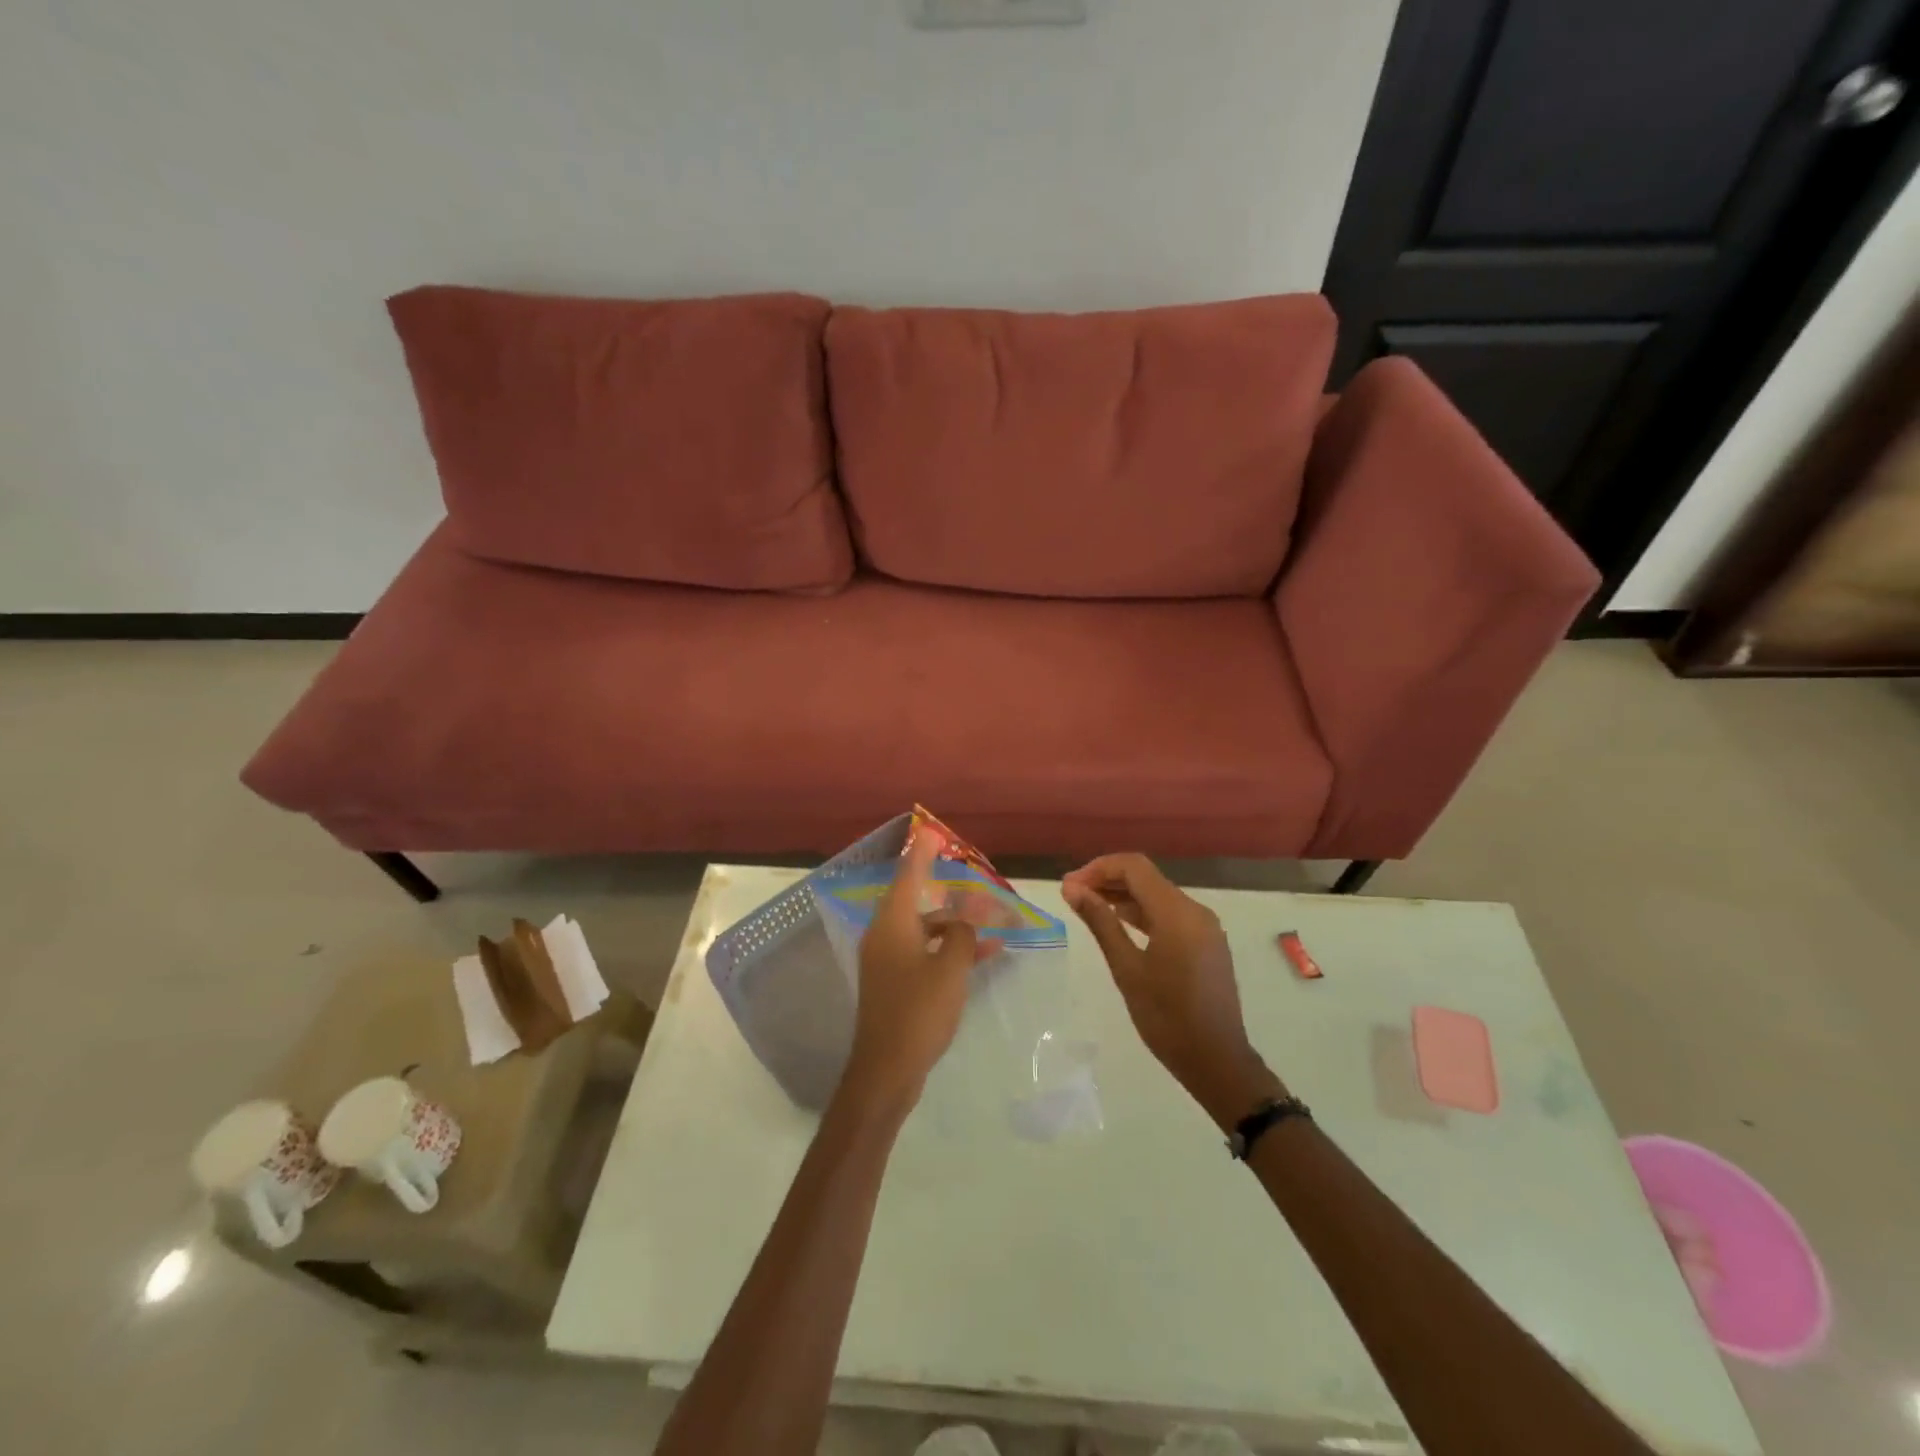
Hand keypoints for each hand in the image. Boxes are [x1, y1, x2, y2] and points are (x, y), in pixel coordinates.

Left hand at [841, 832, 981, 1112]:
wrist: (887, 1069)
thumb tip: (965, 921)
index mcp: (893, 924)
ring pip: (924, 929)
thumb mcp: (951, 968)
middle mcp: (885, 935)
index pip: (908, 875)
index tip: (932, 832)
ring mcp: (887, 961)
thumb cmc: (919, 1011)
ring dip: (955, 926)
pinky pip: (924, 953)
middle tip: (970, 879)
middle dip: (947, 892)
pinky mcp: (894, 983)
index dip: (922, 853)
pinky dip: (948, 950)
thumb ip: (963, 935)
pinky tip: (981, 956)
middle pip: (917, 901)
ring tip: (992, 924)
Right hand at [1062, 854, 1281, 1126]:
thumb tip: (1072, 889)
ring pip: (1158, 895)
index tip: (1069, 886)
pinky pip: (1170, 914)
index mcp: (1177, 913)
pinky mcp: (1206, 943)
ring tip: (1089, 907)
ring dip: (1123, 896)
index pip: (1134, 867)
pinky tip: (1120, 924)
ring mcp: (1204, 927)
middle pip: (1146, 878)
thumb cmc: (1166, 1018)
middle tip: (1072, 895)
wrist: (1217, 1061)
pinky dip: (1143, 913)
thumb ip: (1100, 922)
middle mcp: (1195, 911)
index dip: (1098, 869)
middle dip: (1108, 880)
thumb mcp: (1127, 968)